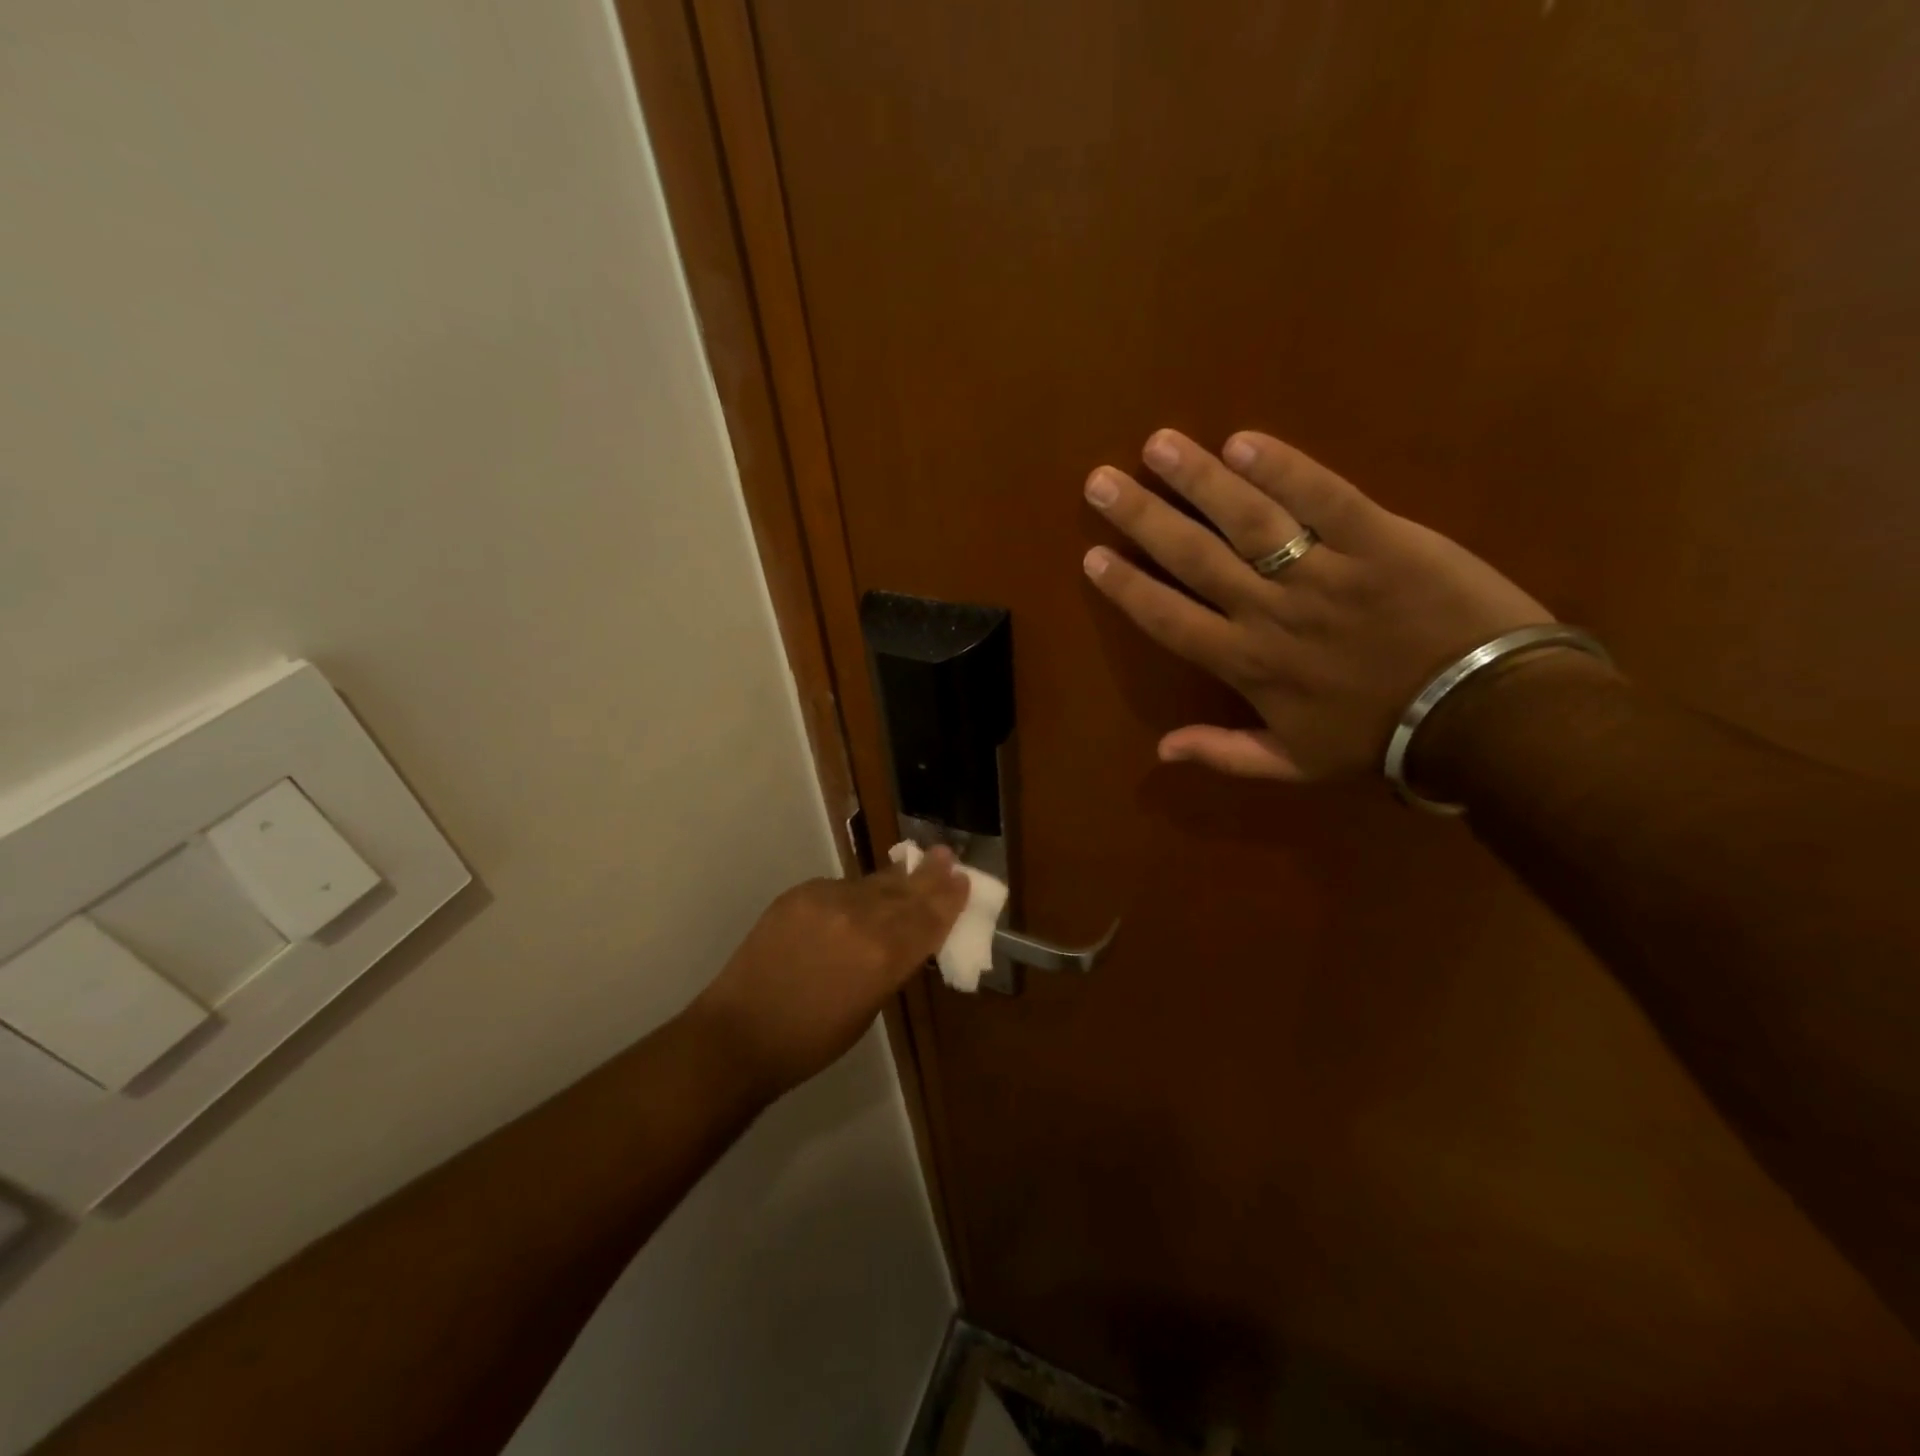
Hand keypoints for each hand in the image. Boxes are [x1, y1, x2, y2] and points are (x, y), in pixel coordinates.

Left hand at [692, 847, 969, 1095]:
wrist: (740, 1032)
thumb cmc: (812, 1040)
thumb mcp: (868, 1008)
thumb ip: (892, 964)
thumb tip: (906, 937)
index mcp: (885, 957)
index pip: (928, 920)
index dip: (949, 899)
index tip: (964, 879)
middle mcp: (861, 919)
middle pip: (906, 893)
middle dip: (930, 876)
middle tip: (948, 856)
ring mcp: (827, 900)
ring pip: (873, 884)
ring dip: (896, 879)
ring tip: (917, 864)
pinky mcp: (800, 893)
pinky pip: (840, 887)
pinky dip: (856, 892)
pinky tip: (864, 894)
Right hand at [1081, 428, 1550, 781]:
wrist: (1486, 716)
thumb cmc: (1382, 739)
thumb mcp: (1296, 765)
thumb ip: (1225, 755)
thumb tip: (1160, 751)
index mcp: (1248, 665)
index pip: (1170, 619)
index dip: (1128, 587)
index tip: (1092, 555)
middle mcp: (1271, 614)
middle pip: (1194, 558)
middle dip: (1142, 518)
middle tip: (1101, 481)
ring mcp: (1324, 573)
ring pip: (1249, 520)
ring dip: (1199, 480)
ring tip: (1159, 445)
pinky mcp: (1380, 539)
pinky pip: (1324, 498)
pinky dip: (1285, 468)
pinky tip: (1244, 441)